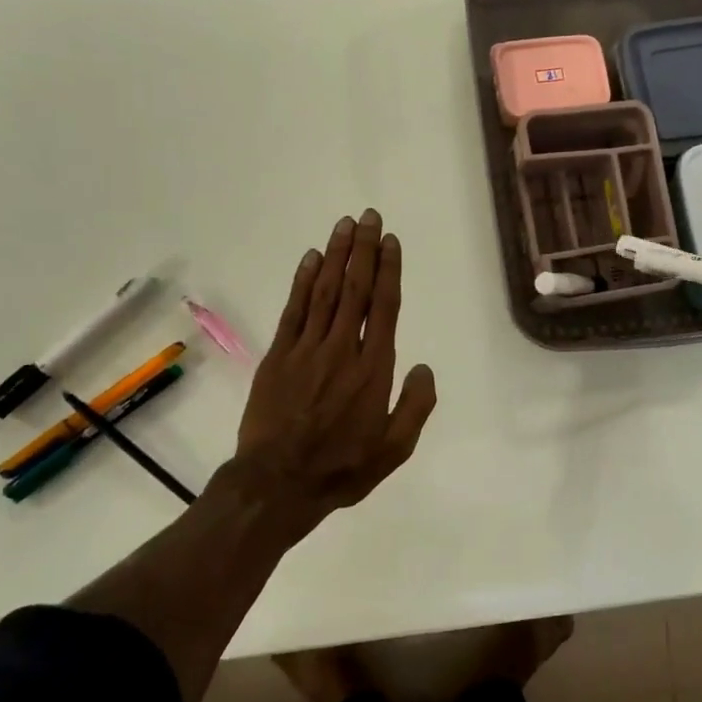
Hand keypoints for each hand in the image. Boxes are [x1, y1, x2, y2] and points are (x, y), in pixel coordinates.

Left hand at [234, 210, 438, 530]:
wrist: (277, 484)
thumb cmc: (342, 468)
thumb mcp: (395, 449)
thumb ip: (415, 406)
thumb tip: (424, 367)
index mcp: (373, 370)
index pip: (384, 307)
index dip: (389, 270)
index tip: (391, 241)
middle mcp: (341, 349)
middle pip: (355, 289)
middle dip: (364, 250)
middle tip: (369, 217)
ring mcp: (306, 350)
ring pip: (325, 292)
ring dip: (336, 256)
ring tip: (345, 225)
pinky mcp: (278, 356)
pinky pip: (294, 310)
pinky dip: (303, 281)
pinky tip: (312, 259)